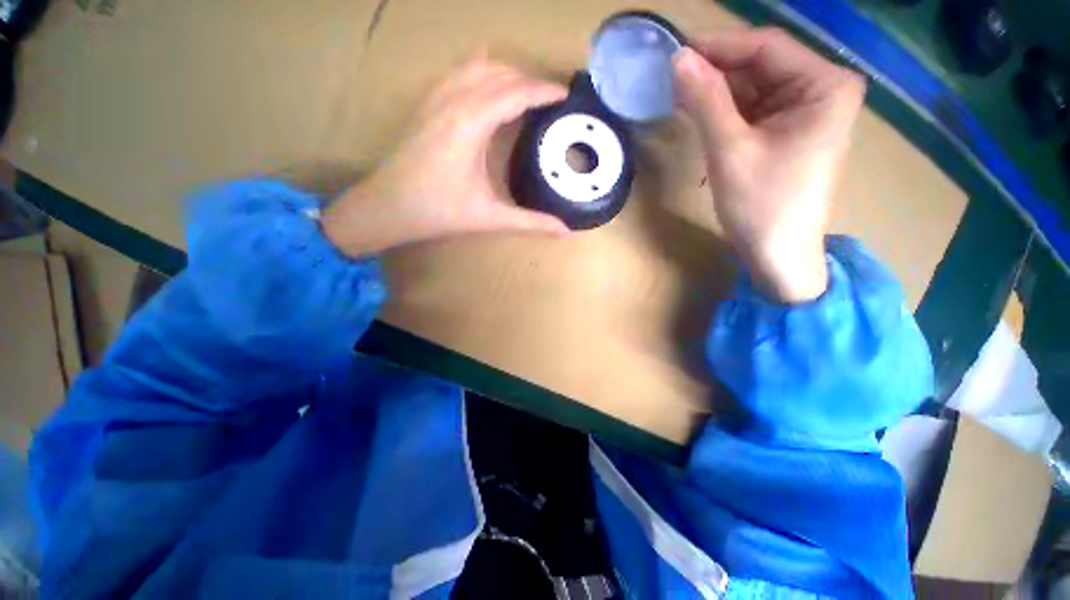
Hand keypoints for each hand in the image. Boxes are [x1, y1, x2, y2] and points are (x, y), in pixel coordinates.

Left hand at [323, 56, 568, 256]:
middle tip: (550, 99)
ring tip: (525, 93)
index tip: (566, 94)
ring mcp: (436, 96)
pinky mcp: (426, 102)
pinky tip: (489, 92)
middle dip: (529, 80)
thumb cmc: (438, 211)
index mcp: (472, 123)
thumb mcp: (489, 218)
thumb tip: (564, 230)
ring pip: (478, 65)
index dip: (544, 90)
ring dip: (506, 73)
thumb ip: (529, 222)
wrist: (387, 206)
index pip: (516, 92)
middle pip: (500, 72)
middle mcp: (454, 99)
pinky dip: (482, 74)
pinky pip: (459, 72)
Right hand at [672, 28, 864, 301]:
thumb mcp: (729, 150)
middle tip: (672, 82)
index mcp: (824, 84)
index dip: (718, 47)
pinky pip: (754, 109)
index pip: (766, 47)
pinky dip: (726, 112)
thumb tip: (678, 59)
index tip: (675, 54)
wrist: (777, 254)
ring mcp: (807, 110)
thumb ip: (705, 100)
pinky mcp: (791, 130)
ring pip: (754, 87)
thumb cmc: (760, 205)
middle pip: (761, 65)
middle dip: (716, 72)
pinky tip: (701, 117)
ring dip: (717, 94)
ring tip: (680, 101)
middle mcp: (822, 89)